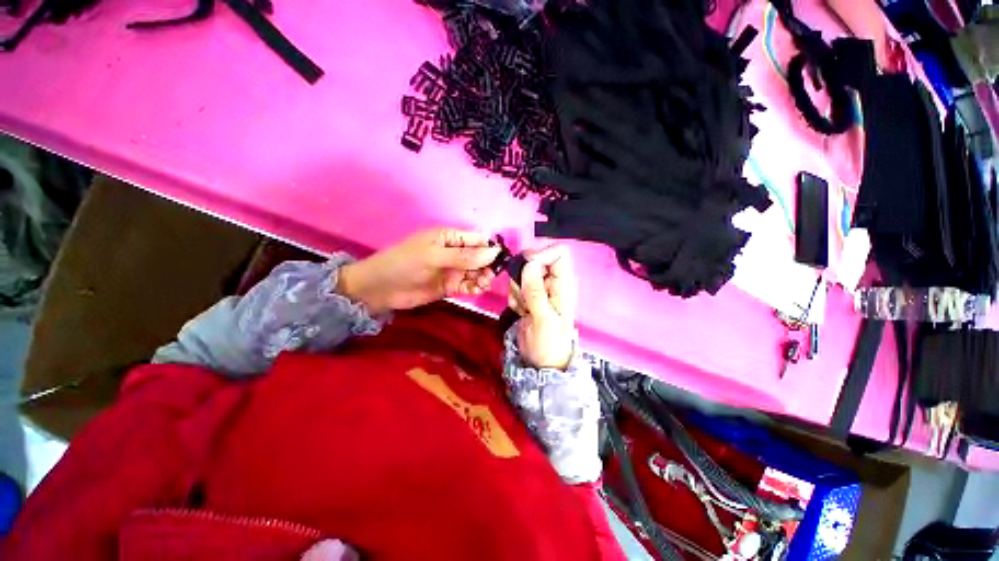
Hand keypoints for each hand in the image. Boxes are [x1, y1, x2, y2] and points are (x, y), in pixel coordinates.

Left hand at [337, 228, 499, 314]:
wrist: (380, 290)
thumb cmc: (405, 264)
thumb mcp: (434, 257)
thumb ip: (464, 256)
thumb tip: (494, 252)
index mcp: (449, 238)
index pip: (477, 239)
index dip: (490, 247)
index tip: (501, 259)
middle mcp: (454, 252)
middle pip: (480, 256)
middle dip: (488, 265)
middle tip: (490, 275)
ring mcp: (453, 270)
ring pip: (476, 272)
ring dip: (483, 277)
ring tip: (483, 284)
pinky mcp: (450, 286)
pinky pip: (468, 285)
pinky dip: (475, 288)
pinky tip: (477, 290)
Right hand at [508, 245, 577, 369]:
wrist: (541, 361)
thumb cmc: (549, 343)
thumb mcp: (543, 318)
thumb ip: (535, 291)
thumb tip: (530, 263)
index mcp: (563, 284)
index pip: (558, 253)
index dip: (542, 255)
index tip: (527, 269)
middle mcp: (552, 282)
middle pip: (534, 260)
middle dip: (522, 277)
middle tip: (524, 297)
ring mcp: (538, 288)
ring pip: (521, 274)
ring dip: (517, 291)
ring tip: (524, 309)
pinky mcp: (527, 296)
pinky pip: (514, 287)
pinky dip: (514, 299)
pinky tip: (521, 312)